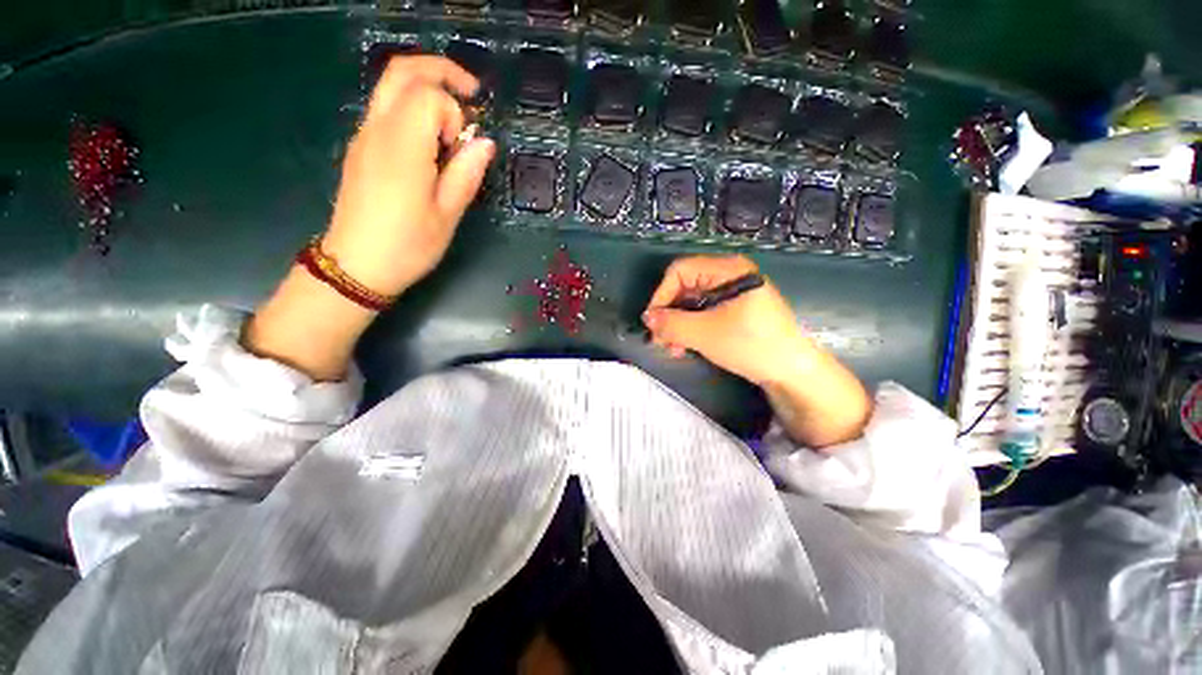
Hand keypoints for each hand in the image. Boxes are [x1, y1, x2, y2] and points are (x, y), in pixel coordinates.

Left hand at [322, 56, 496, 297]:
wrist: (356, 265)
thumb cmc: (408, 245)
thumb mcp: (447, 215)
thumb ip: (466, 174)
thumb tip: (486, 143)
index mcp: (402, 146)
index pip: (429, 96)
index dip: (454, 115)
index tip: (463, 150)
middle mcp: (377, 130)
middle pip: (402, 72)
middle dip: (441, 71)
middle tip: (472, 92)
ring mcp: (364, 136)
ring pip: (391, 86)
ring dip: (427, 88)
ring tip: (456, 119)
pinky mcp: (361, 148)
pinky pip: (386, 109)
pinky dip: (413, 108)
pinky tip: (432, 141)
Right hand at [642, 255, 808, 385]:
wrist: (792, 372)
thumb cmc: (751, 345)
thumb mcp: (705, 334)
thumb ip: (671, 324)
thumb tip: (647, 318)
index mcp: (726, 269)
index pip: (680, 271)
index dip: (662, 295)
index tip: (653, 322)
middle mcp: (729, 275)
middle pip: (685, 287)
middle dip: (669, 314)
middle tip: (659, 340)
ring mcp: (733, 293)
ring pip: (692, 303)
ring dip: (677, 325)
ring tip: (672, 349)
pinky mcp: (735, 311)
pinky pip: (704, 313)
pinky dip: (691, 329)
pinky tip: (684, 347)